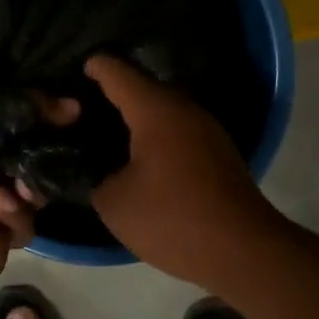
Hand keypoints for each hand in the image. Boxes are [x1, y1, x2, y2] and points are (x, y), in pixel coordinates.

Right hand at [84, 55, 284, 288]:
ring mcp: (206, 130)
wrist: (245, 251)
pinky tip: (139, 158)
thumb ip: (96, 178)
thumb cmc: (173, 218)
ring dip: (136, 117)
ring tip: (106, 131)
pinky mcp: (218, 153)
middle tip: (81, 107)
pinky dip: (155, 137)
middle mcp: (183, 109)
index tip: (74, 69)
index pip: (116, 72)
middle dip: (112, 93)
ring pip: (162, 110)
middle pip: (141, 87)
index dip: (93, 67)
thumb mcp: (115, 203)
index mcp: (155, 109)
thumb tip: (98, 171)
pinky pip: (177, 131)